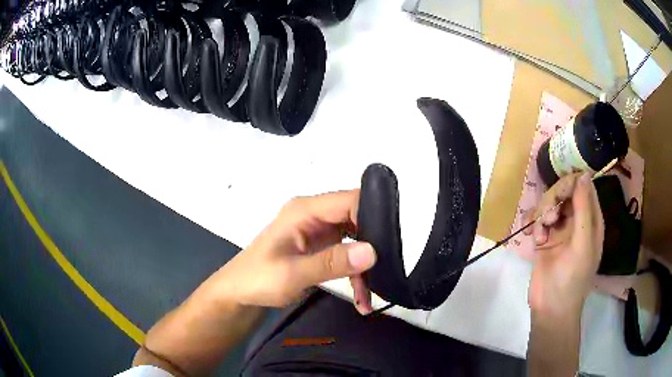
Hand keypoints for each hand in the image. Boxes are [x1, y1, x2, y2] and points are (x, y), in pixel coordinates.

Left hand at [208, 190, 376, 313]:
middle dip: (373, 245)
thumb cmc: (258, 279)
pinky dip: (355, 274)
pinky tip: (362, 297)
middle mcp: (314, 215)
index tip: (387, 246)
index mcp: (305, 210)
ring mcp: (318, 231)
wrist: (239, 292)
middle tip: (384, 271)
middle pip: (357, 219)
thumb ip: (331, 263)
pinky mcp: (320, 247)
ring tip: (370, 294)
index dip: (372, 217)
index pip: (349, 200)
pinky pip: (347, 254)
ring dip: (365, 266)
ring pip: (356, 239)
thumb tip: (372, 252)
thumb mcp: (292, 274)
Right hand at [524, 173, 603, 317]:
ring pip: (548, 204)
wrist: (550, 309)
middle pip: (563, 192)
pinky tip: (531, 238)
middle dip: (552, 201)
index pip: (583, 186)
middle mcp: (576, 220)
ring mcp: (559, 229)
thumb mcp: (582, 244)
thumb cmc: (572, 279)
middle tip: (547, 219)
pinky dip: (532, 225)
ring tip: (539, 236)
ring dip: (541, 215)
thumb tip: (583, 174)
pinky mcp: (544, 239)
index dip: (570, 184)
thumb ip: (583, 209)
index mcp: (591, 220)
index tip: (559, 194)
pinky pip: (536, 219)